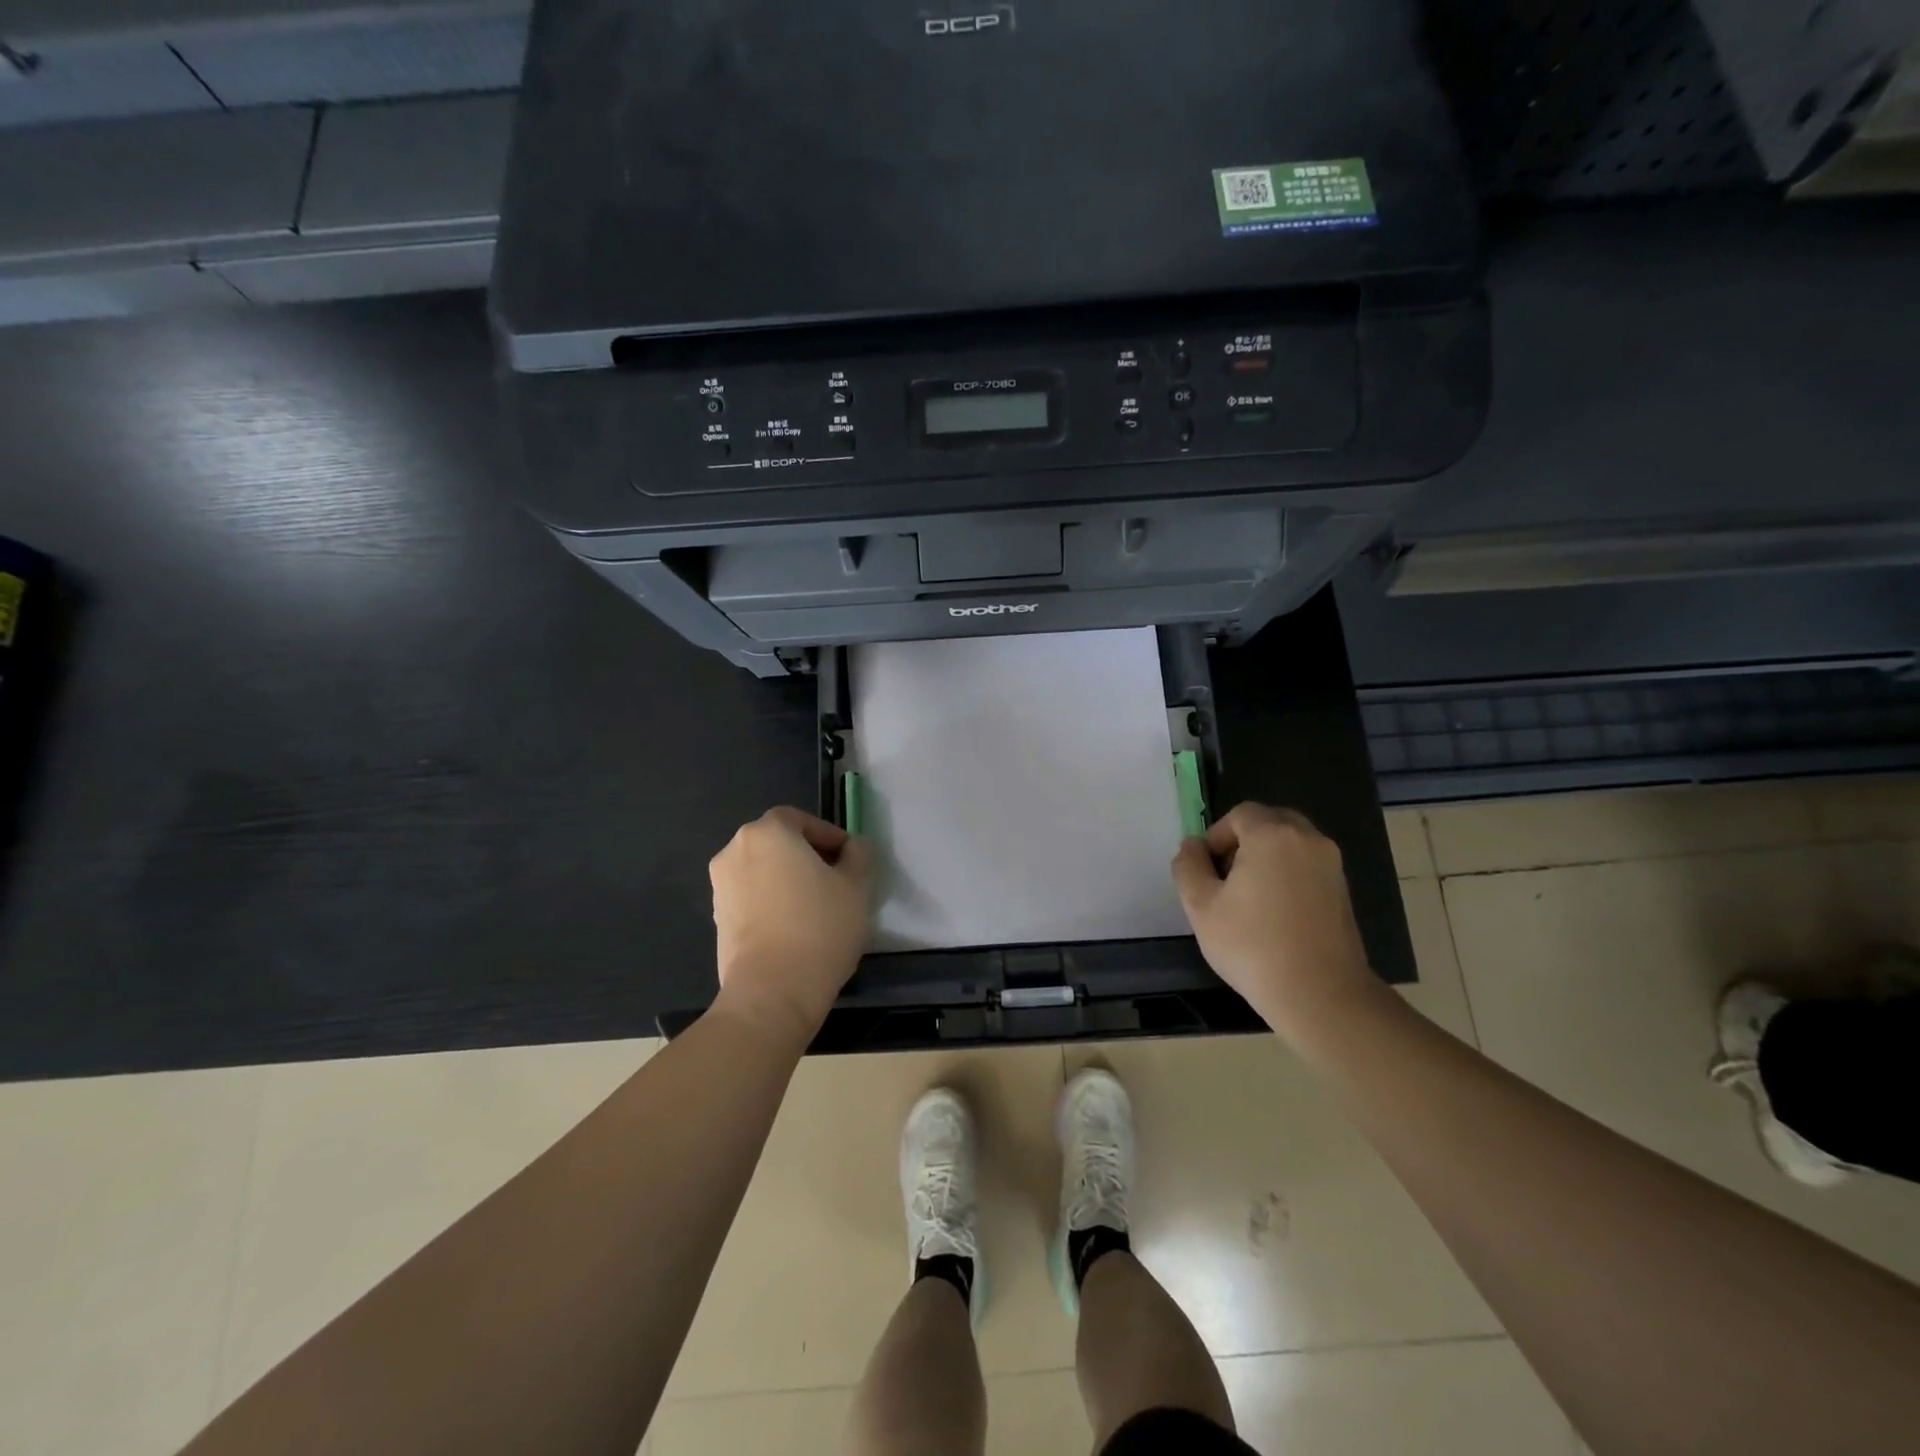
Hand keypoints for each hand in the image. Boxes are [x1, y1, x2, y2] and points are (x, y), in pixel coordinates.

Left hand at [709, 807, 871, 1045]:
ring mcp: (721, 886)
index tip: (850, 860)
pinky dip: (771, 902)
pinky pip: (751, 897)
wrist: (771, 992)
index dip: (829, 836)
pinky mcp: (718, 918)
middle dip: (807, 856)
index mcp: (768, 832)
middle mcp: (735, 850)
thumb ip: (859, 855)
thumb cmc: (819, 927)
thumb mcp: (856, 886)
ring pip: (763, 870)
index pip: (801, 819)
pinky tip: (794, 927)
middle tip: (837, 881)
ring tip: (816, 907)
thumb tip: (853, 847)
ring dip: (787, 879)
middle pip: (778, 842)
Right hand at [1171, 802, 1379, 1034]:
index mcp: (1272, 835)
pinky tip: (1274, 912)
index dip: (1217, 836)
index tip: (1206, 870)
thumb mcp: (1201, 906)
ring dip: (1266, 857)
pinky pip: (1307, 865)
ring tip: (1249, 897)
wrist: (1320, 995)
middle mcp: (1308, 839)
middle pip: (1269, 821)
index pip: (1240, 814)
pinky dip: (1288, 874)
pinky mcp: (1343, 891)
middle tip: (1225, 877)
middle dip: (1243, 841)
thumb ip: (1189, 867)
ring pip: (1291, 843)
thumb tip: (1192, 846)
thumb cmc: (1252, 946)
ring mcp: (1331, 865)